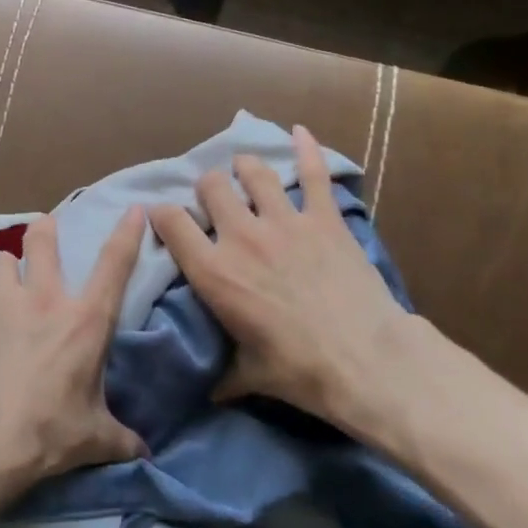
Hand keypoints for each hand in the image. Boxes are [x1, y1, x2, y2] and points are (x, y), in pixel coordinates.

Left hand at [0, 208, 148, 486]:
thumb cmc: (49, 433)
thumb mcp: (95, 439)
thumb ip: (122, 439)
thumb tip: (145, 455)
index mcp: (85, 321)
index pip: (115, 265)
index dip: (127, 233)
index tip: (134, 209)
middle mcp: (44, 300)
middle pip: (42, 243)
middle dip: (44, 231)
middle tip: (43, 230)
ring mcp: (1, 303)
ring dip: (2, 269)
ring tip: (0, 283)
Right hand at [149, 126, 409, 423]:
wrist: (366, 361)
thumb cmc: (299, 371)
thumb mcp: (248, 376)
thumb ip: (221, 376)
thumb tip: (207, 394)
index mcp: (214, 272)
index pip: (171, 223)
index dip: (161, 214)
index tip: (163, 217)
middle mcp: (241, 236)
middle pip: (210, 187)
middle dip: (206, 189)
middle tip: (214, 202)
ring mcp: (285, 222)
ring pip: (253, 172)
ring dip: (244, 168)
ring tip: (245, 172)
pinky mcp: (324, 219)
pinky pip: (314, 173)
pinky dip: (307, 149)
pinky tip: (300, 132)